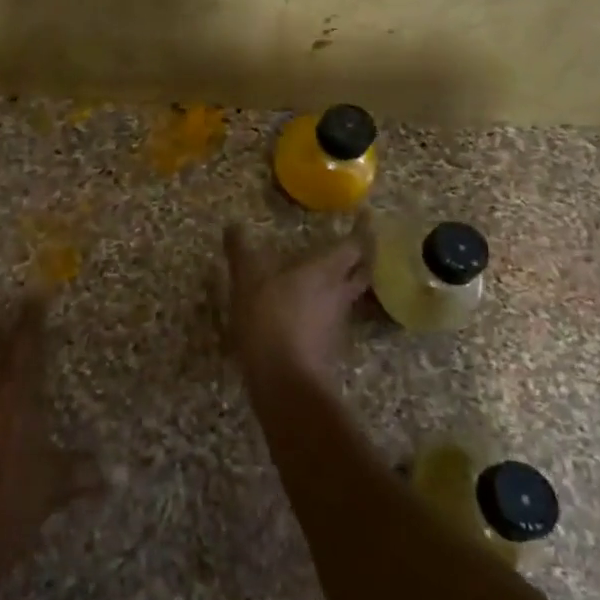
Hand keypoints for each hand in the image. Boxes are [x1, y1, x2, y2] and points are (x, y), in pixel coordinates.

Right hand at [223, 224, 369, 386]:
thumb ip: (241, 251)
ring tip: (330, 272)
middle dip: (362, 256)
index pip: (354, 245)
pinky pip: (334, 317)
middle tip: (356, 243)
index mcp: (325, 271)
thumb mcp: (247, 280)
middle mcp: (338, 293)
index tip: (366, 216)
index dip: (362, 230)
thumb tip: (234, 225)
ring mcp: (337, 322)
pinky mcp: (328, 345)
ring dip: (346, 281)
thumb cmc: (270, 321)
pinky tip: (310, 307)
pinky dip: (327, 306)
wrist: (286, 383)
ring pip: (349, 295)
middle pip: (361, 271)